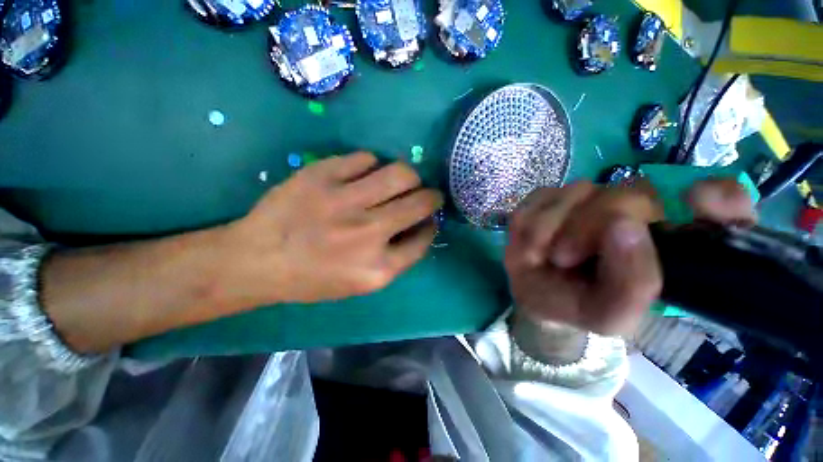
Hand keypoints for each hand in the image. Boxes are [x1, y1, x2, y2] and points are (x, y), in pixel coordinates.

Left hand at [219, 152, 442, 306]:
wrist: (257, 260)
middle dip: (432, 197)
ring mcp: (344, 201)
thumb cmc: (313, 278)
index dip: (430, 226)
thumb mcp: (361, 283)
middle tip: (426, 195)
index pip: (424, 239)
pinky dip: (372, 165)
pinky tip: (364, 175)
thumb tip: (420, 226)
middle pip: (421, 202)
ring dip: (410, 177)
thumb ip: (396, 258)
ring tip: (401, 181)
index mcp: (378, 268)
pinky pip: (365, 158)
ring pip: (401, 173)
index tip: (428, 220)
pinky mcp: (321, 175)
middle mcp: (368, 233)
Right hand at [505, 178, 755, 336]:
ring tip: (546, 254)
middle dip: (588, 226)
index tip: (697, 203)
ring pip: (577, 192)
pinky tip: (534, 242)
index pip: (720, 201)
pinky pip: (542, 197)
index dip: (717, 198)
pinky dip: (533, 222)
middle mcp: (636, 209)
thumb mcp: (609, 314)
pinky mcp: (552, 194)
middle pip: (628, 193)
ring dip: (553, 228)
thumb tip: (624, 226)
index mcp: (667, 240)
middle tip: (565, 257)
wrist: (534, 295)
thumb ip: (632, 284)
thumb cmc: (577, 305)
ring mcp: (590, 196)